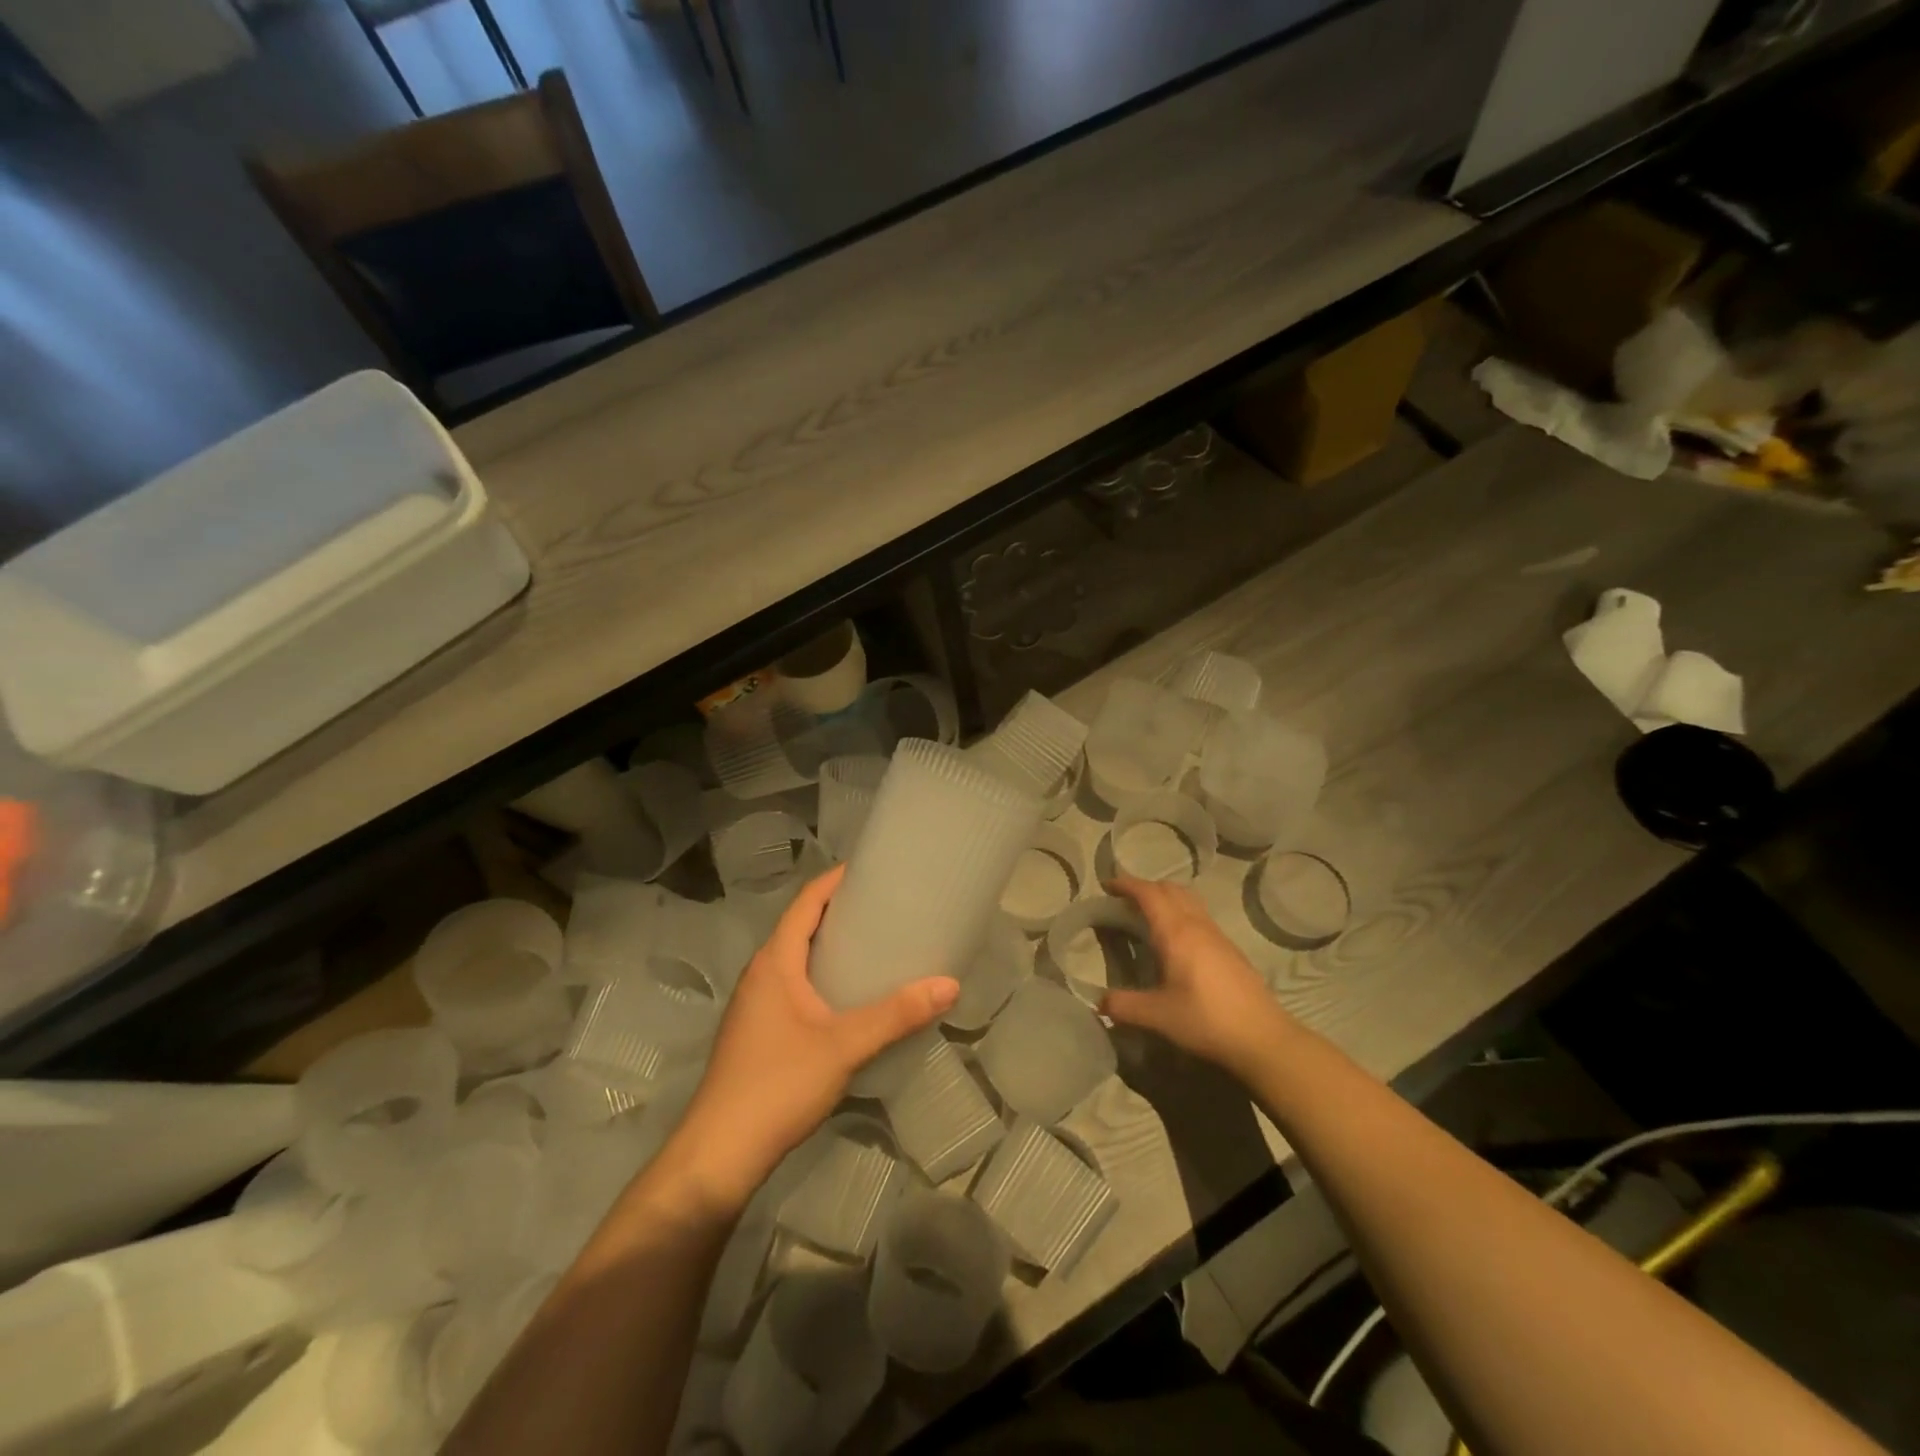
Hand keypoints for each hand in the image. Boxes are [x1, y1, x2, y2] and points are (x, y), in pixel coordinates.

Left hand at [669, 865, 957, 1212]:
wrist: (719, 1155)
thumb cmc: (777, 1085)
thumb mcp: (844, 1046)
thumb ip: (896, 1015)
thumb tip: (950, 984)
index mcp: (774, 962)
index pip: (806, 903)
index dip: (835, 880)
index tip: (871, 869)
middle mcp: (761, 974)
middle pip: (801, 927)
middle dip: (840, 912)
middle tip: (886, 907)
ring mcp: (756, 1005)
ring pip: (797, 960)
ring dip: (831, 946)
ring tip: (877, 945)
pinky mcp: (759, 1033)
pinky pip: (795, 986)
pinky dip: (823, 977)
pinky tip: (851, 997)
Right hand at [1101, 875, 1292, 1080]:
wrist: (1263, 1037)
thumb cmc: (1207, 1020)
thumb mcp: (1158, 1016)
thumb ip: (1124, 1006)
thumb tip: (1099, 1002)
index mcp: (1176, 932)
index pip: (1149, 893)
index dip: (1126, 884)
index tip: (1107, 885)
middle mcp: (1197, 925)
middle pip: (1170, 889)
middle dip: (1145, 887)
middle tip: (1124, 901)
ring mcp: (1217, 935)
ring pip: (1188, 899)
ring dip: (1166, 897)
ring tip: (1148, 915)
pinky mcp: (1230, 949)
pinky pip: (1199, 915)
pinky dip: (1181, 912)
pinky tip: (1176, 940)